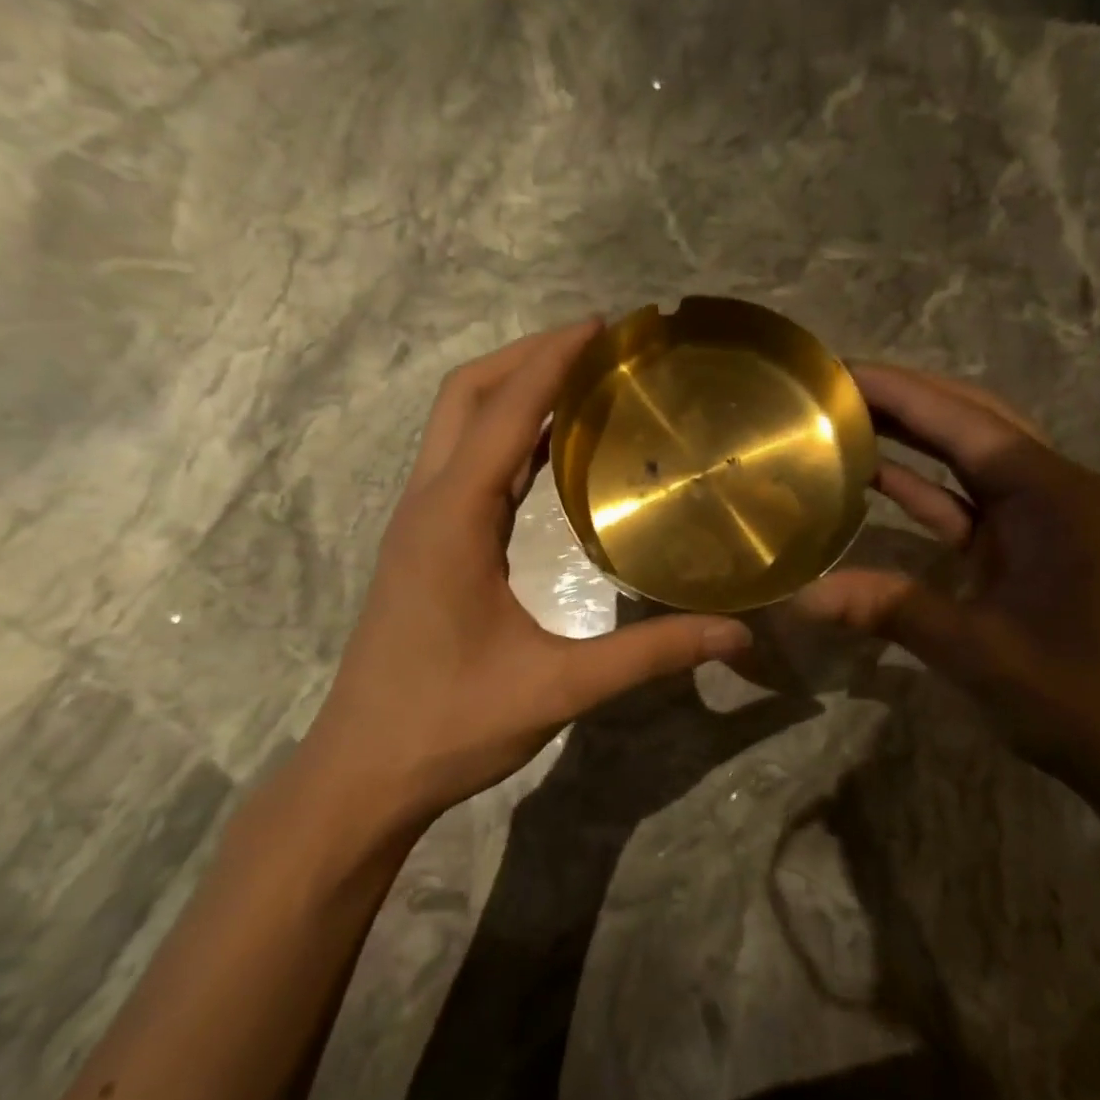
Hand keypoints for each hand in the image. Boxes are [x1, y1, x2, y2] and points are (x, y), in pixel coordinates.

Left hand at [296, 320, 753, 837]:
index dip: (552, 360)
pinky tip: (547, 449)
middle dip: (527, 356)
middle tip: (597, 345)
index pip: (501, 413)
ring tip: (582, 381)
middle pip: (464, 395)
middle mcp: (426, 505)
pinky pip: (461, 463)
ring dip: (511, 390)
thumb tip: (735, 632)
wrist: (365, 772)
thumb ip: (649, 654)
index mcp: (451, 521)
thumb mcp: (558, 690)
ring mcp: (417, 523)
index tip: (604, 326)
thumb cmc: (451, 726)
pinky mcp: (421, 545)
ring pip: (456, 424)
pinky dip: (503, 435)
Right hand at [789, 363, 1099, 828]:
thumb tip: (803, 596)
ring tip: (846, 418)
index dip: (901, 393)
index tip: (840, 371)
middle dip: (906, 401)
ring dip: (913, 438)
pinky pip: (971, 502)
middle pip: (972, 424)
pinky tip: (875, 479)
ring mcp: (1045, 519)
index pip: (966, 423)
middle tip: (836, 388)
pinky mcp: (1031, 547)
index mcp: (1054, 498)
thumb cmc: (1074, 697)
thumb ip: (891, 610)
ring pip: (970, 459)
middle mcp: (1055, 491)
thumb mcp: (977, 652)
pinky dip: (926, 488)